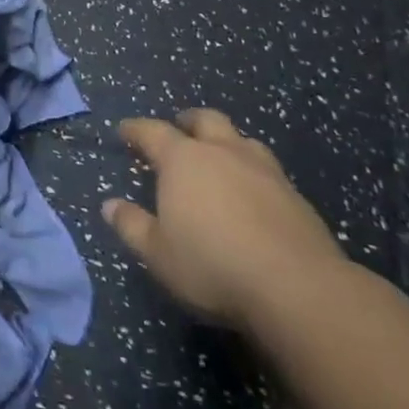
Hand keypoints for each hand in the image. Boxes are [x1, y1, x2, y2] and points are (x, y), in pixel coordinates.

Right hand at [102, 110, 347, 331]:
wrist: (299, 289)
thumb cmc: (213, 265)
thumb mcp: (158, 253)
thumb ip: (132, 226)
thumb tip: (109, 205)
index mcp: (183, 160)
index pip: (152, 131)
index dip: (135, 129)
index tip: (124, 130)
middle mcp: (222, 153)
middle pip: (205, 120)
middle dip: (188, 121)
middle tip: (179, 128)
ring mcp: (264, 171)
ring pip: (242, 139)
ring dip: (227, 142)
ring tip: (221, 156)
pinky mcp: (296, 196)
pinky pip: (268, 170)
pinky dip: (254, 172)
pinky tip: (254, 193)